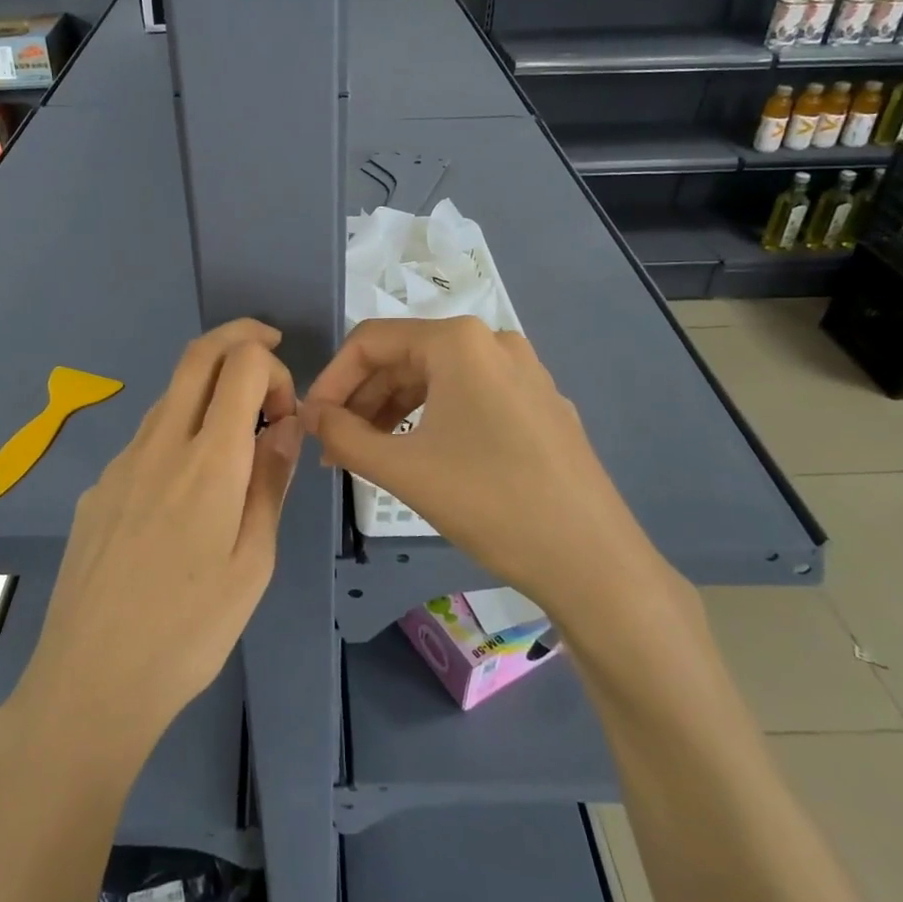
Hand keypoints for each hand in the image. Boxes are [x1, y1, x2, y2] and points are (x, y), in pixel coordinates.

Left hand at [4, 320, 302, 769]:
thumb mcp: (253, 562)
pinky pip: (145, 440)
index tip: (286, 412)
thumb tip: (286, 426)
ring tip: (235, 442)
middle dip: (239, 338)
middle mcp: (159, 444)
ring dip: (208, 393)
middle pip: (197, 356)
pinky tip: (184, 496)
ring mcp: (120, 463)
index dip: (273, 367)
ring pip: (169, 396)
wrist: (90, 681)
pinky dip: (178, 434)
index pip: (241, 365)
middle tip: (268, 353)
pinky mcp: (97, 489)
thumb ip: (270, 482)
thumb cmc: (189, 631)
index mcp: (208, 461)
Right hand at [301, 317, 666, 613]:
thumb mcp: (403, 469)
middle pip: (405, 357)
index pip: (371, 341)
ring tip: (367, 454)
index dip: (331, 379)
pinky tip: (418, 455)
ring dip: (393, 411)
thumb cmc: (489, 503)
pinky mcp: (540, 404)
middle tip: (333, 447)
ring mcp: (524, 372)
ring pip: (437, 378)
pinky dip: (432, 419)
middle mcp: (493, 342)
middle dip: (362, 399)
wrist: (592, 560)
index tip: (310, 422)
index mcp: (459, 341)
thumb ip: (343, 435)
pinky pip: (470, 397)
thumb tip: (312, 416)